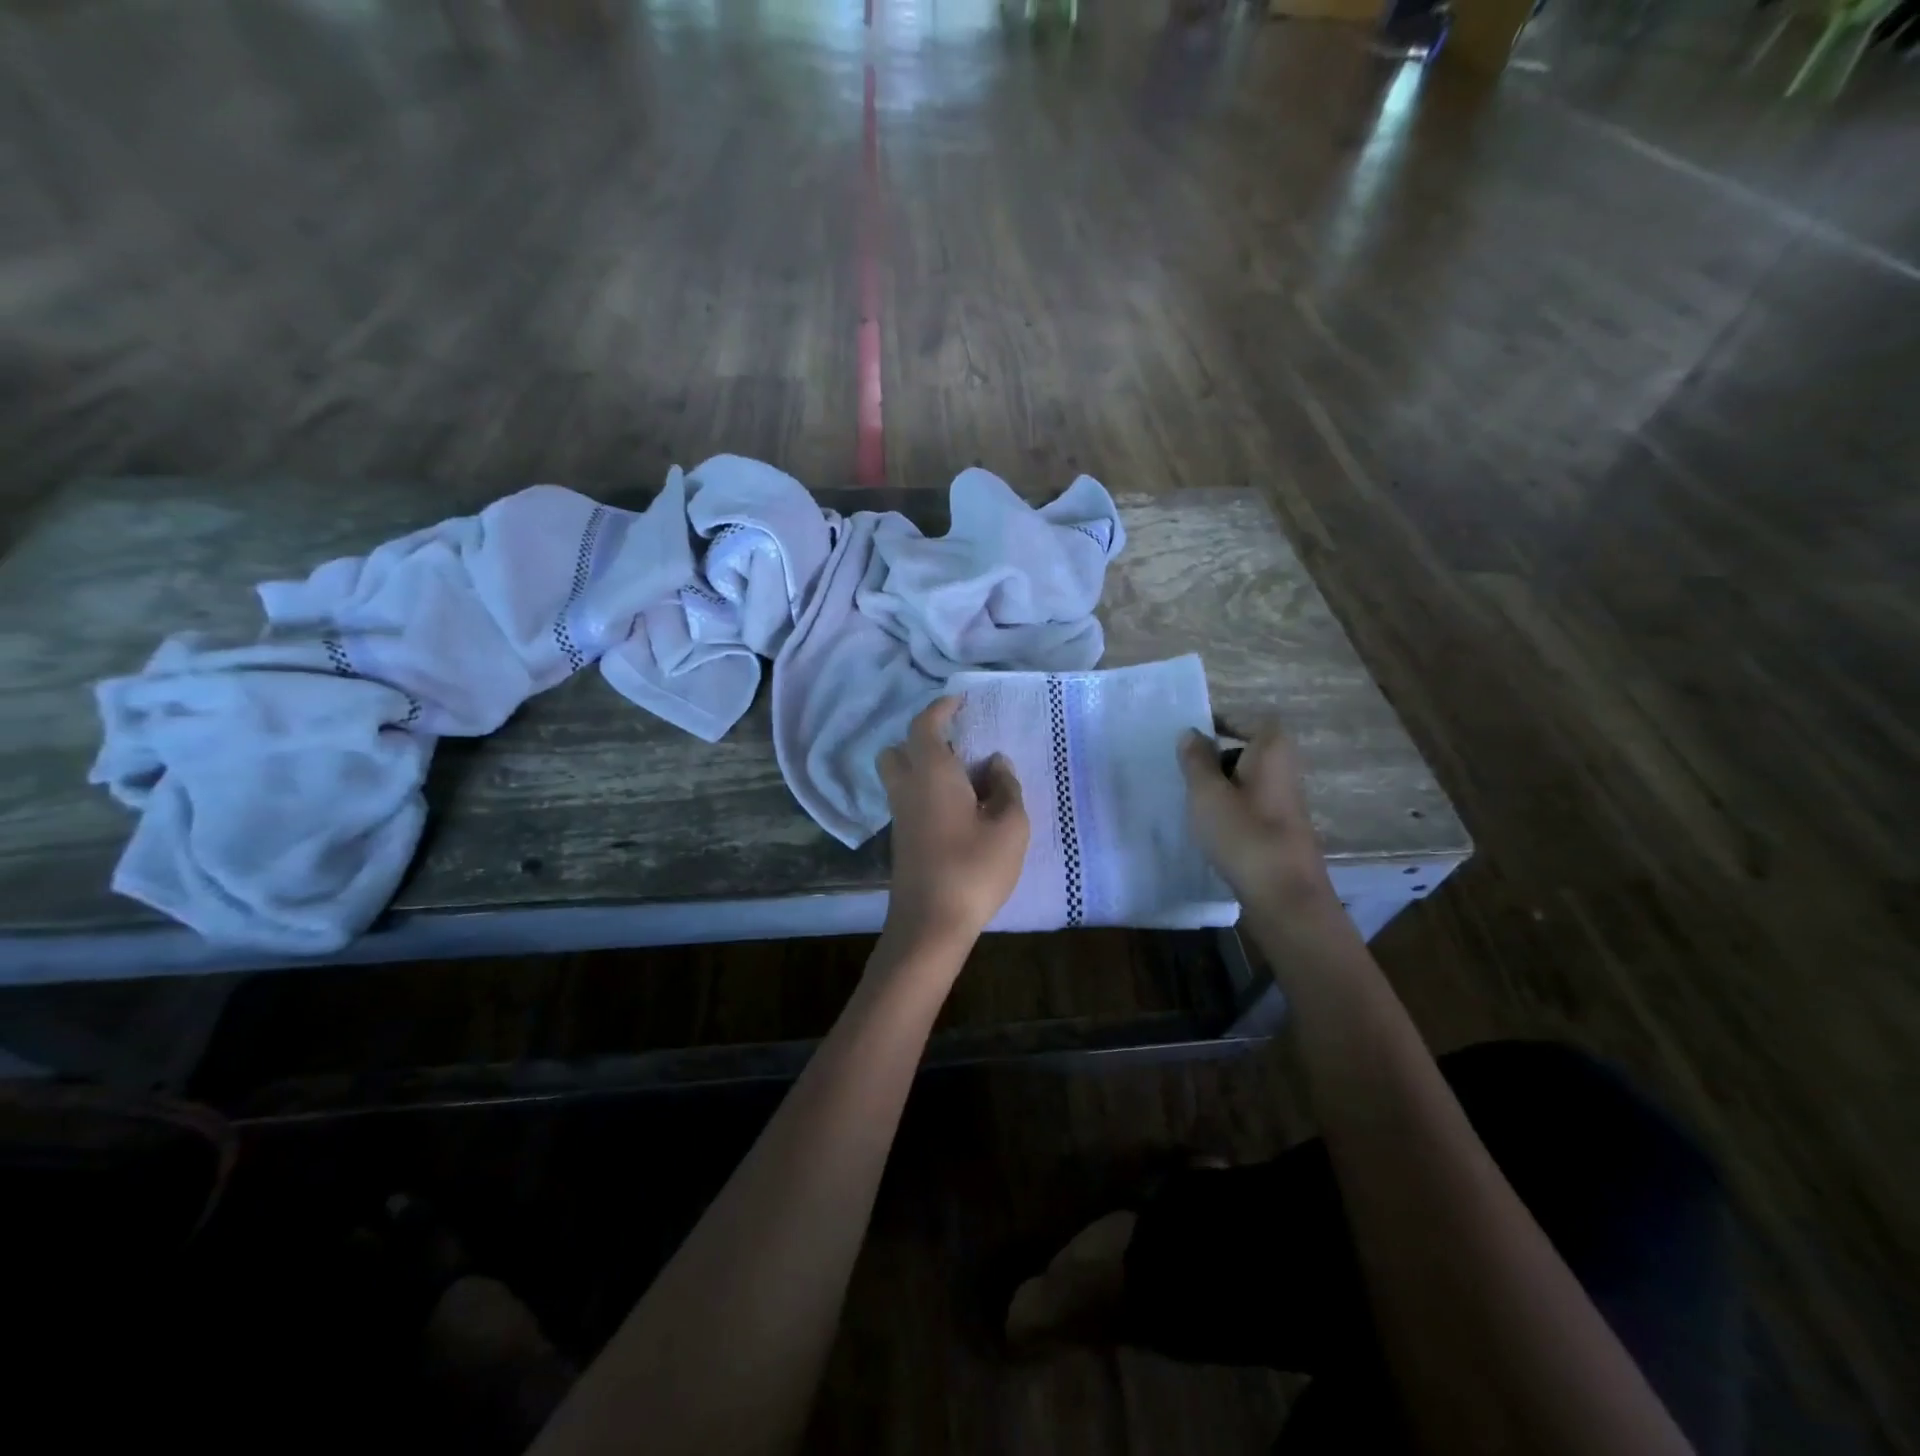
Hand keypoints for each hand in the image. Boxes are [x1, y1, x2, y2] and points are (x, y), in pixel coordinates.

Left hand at [878, 696, 1029, 948]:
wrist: (931, 923)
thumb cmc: (974, 869)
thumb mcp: (1010, 827)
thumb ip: (1007, 788)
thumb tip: (997, 764)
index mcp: (931, 774)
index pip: (925, 726)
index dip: (940, 709)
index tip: (959, 701)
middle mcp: (907, 788)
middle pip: (899, 749)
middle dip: (923, 739)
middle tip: (959, 747)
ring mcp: (899, 816)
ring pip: (900, 776)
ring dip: (924, 767)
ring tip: (966, 780)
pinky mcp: (901, 839)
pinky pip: (908, 799)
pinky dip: (926, 791)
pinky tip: (959, 810)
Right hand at [1178, 720, 1335, 907]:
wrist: (1284, 896)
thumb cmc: (1243, 834)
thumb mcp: (1207, 793)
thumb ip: (1196, 760)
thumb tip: (1192, 733)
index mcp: (1272, 751)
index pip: (1250, 720)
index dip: (1222, 723)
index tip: (1192, 737)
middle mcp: (1286, 770)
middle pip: (1249, 750)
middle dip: (1217, 756)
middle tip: (1184, 769)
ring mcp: (1286, 802)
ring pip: (1248, 781)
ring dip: (1221, 786)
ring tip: (1191, 800)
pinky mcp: (1282, 829)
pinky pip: (1251, 806)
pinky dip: (1231, 809)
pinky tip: (1210, 828)